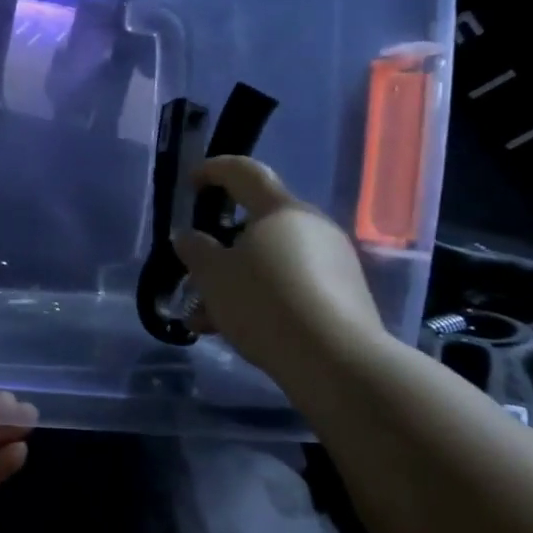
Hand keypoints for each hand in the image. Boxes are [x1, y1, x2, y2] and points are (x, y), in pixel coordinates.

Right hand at [172, 157, 387, 385]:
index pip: (244, 172)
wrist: (337, 362)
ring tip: (205, 317)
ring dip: (236, 282)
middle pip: (257, 224)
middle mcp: (312, 226)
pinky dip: (261, 299)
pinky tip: (236, 330)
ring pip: (270, 261)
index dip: (214, 170)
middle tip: (194, 271)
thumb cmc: (265, 303)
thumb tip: (188, 236)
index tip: (191, 182)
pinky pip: (290, 285)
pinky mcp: (344, 295)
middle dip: (221, 247)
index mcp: (280, 210)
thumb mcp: (212, 276)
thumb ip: (195, 250)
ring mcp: (334, 261)